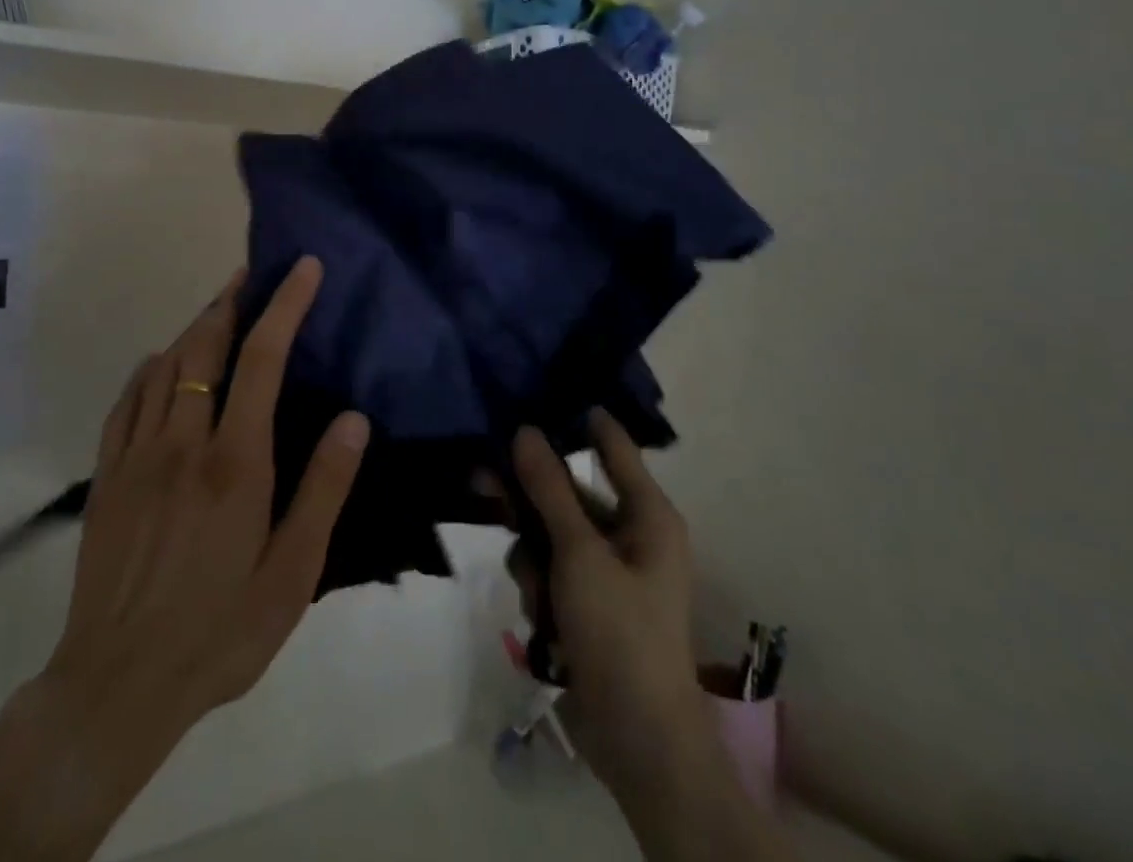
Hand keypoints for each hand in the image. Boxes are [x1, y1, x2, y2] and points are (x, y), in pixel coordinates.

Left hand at [0, 258, 368, 861]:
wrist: (118, 684)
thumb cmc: (220, 631)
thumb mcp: (292, 574)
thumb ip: (323, 490)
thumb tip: (354, 419)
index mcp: (235, 461)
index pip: (263, 358)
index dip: (284, 304)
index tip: (302, 267)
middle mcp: (183, 442)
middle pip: (205, 346)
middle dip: (231, 300)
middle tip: (251, 275)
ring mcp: (137, 455)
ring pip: (165, 365)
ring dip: (194, 327)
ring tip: (217, 310)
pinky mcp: (107, 476)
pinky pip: (126, 401)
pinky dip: (150, 368)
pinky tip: (161, 365)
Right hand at [508, 412, 712, 802]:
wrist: (637, 740)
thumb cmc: (620, 631)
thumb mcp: (580, 554)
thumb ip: (549, 490)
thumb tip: (526, 430)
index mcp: (648, 515)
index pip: (612, 446)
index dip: (579, 419)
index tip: (538, 391)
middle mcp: (630, 535)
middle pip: (568, 493)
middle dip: (531, 499)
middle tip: (484, 482)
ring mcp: (606, 572)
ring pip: (550, 535)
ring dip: (534, 559)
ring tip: (538, 593)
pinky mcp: (586, 603)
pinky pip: (550, 572)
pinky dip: (540, 590)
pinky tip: (544, 622)